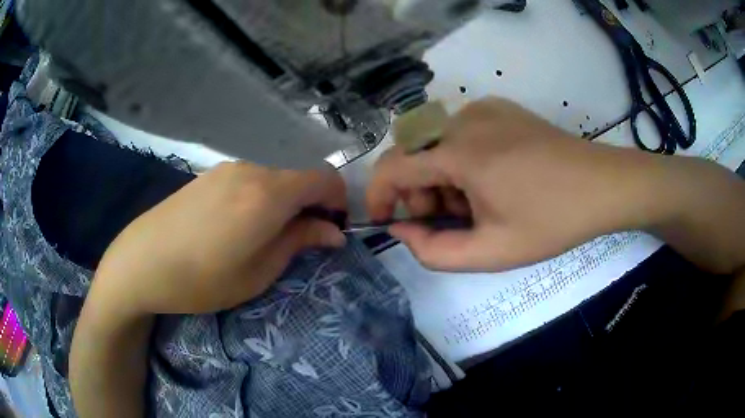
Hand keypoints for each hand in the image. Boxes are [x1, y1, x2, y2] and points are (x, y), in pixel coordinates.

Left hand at [91, 161, 346, 315]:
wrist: (141, 263)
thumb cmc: (202, 279)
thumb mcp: (259, 272)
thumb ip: (299, 242)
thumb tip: (333, 232)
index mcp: (269, 193)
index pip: (325, 179)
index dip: (338, 202)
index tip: (333, 230)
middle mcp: (252, 170)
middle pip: (299, 177)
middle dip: (311, 205)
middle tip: (300, 241)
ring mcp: (227, 169)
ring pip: (274, 178)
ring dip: (285, 202)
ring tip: (265, 236)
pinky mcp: (209, 175)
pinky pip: (250, 180)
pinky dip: (261, 197)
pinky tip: (238, 225)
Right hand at [367, 98, 666, 270]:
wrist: (602, 186)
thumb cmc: (552, 221)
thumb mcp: (492, 252)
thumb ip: (435, 251)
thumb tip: (404, 230)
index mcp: (461, 152)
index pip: (392, 166)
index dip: (378, 196)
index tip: (386, 221)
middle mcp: (465, 118)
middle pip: (414, 154)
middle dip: (418, 192)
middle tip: (450, 221)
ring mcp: (484, 108)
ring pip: (436, 143)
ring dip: (441, 177)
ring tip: (477, 203)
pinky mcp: (500, 108)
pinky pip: (459, 132)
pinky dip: (460, 159)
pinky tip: (492, 178)